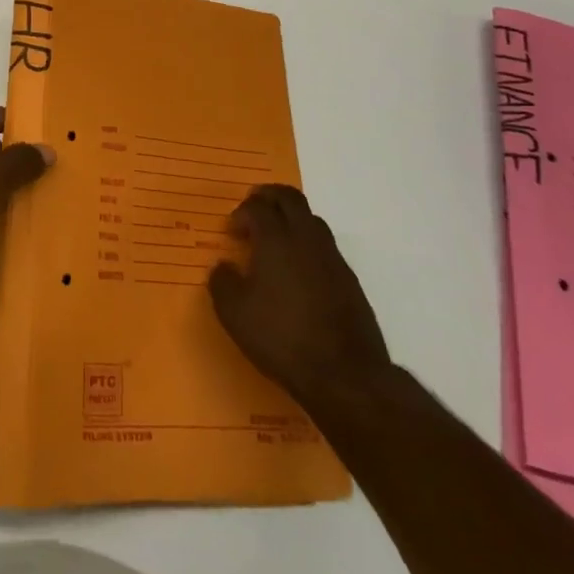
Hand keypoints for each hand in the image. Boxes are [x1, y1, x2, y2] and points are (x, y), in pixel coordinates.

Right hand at [209, 184, 390, 402]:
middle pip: (290, 198)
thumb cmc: (282, 337)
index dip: (241, 212)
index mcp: (276, 239)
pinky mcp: (350, 281)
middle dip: (269, 197)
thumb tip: (224, 266)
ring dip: (292, 220)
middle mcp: (306, 239)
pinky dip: (308, 247)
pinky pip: (325, 248)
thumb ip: (222, 282)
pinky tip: (298, 273)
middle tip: (254, 209)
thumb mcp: (234, 313)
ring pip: (312, 220)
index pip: (257, 206)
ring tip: (276, 241)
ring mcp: (333, 259)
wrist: (347, 376)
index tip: (232, 230)